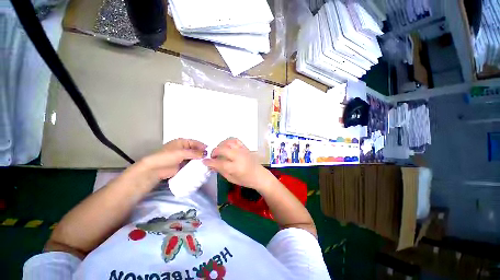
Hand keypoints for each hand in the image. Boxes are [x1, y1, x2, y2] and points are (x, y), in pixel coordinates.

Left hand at [142, 138, 206, 179]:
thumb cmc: (167, 157)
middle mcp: (184, 148)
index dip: (202, 146)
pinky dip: (196, 164)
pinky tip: (202, 167)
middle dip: (202, 153)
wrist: (155, 169)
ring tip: (208, 162)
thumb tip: (205, 153)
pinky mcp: (183, 164)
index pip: (195, 143)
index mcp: (182, 142)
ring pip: (194, 157)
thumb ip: (194, 153)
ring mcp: (183, 157)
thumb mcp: (181, 153)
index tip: (210, 151)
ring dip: (200, 159)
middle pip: (196, 149)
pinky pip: (192, 163)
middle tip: (211, 157)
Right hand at [202, 138, 269, 190]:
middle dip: (214, 152)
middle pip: (223, 149)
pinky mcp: (245, 147)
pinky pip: (235, 140)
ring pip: (229, 142)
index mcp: (236, 167)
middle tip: (212, 156)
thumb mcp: (231, 178)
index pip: (219, 163)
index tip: (204, 161)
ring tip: (219, 150)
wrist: (259, 175)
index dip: (210, 162)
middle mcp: (239, 157)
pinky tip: (226, 145)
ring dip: (221, 145)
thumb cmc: (246, 180)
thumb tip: (210, 164)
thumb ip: (220, 170)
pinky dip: (228, 141)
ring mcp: (243, 150)